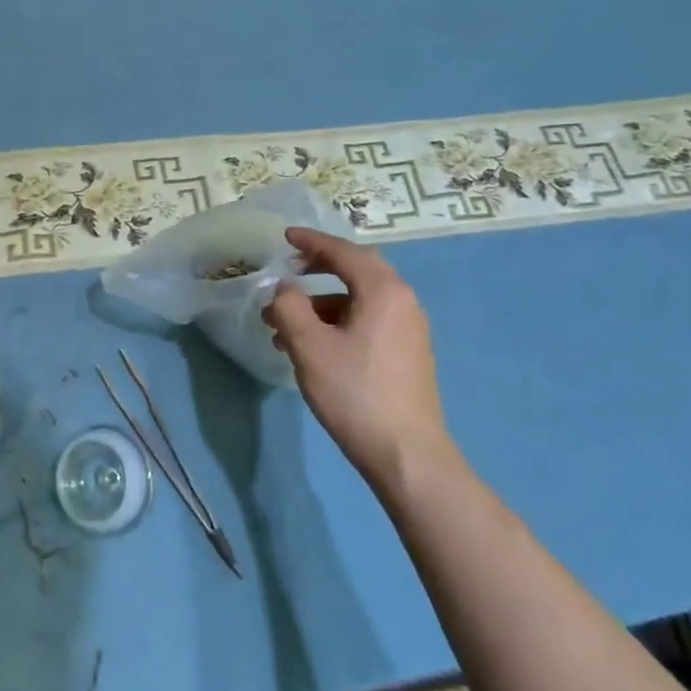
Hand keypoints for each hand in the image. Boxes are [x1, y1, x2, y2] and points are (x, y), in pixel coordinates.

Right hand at [263, 228, 451, 483]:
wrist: (406, 453)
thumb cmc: (354, 392)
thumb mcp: (308, 346)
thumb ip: (289, 307)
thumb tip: (284, 288)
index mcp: (383, 291)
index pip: (344, 252)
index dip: (311, 241)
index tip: (285, 236)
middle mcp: (402, 302)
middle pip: (357, 270)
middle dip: (318, 267)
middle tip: (288, 269)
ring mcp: (408, 329)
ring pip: (358, 300)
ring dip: (320, 303)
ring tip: (282, 324)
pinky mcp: (406, 354)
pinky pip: (367, 321)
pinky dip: (336, 322)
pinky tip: (310, 347)